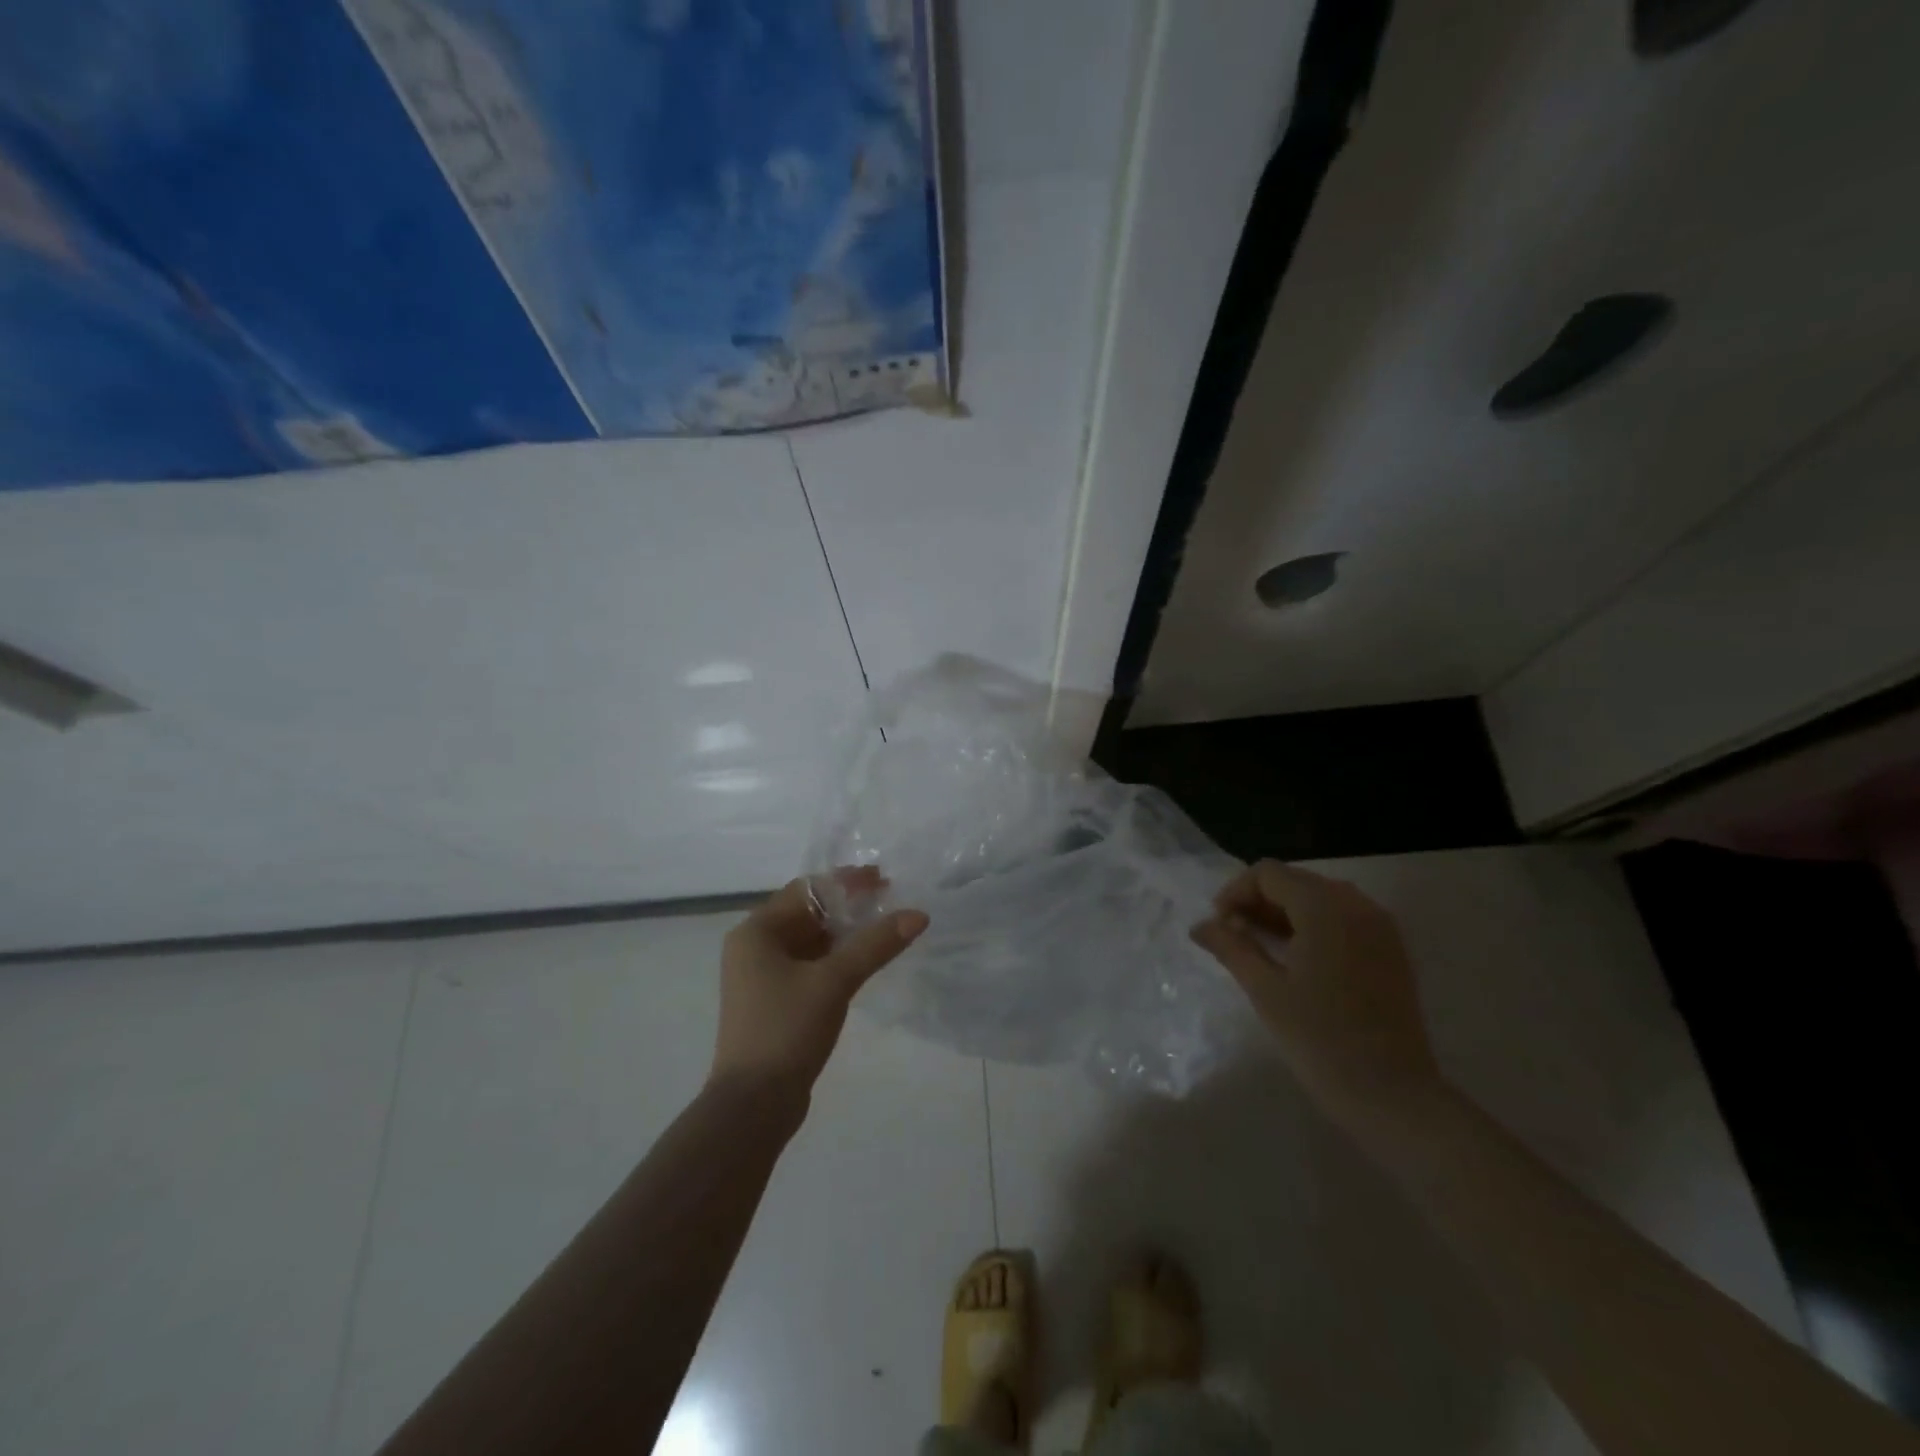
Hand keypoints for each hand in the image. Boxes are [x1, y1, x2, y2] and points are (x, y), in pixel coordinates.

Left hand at [711, 871, 927, 1098]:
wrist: (753, 1106)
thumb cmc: (787, 1029)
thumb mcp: (835, 981)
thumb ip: (875, 944)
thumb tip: (918, 915)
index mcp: (756, 931)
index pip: (806, 890)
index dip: (846, 882)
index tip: (884, 881)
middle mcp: (754, 947)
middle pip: (807, 913)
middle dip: (848, 906)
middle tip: (890, 902)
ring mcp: (762, 976)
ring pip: (810, 940)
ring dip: (844, 933)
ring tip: (885, 928)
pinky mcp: (775, 1001)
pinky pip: (809, 965)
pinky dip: (836, 958)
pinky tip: (864, 961)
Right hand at [1191, 861, 1441, 1125]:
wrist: (1393, 1096)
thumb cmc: (1320, 1040)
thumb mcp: (1265, 990)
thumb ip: (1231, 947)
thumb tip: (1200, 925)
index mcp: (1325, 907)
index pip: (1268, 874)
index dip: (1236, 892)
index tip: (1219, 925)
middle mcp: (1357, 905)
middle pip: (1295, 880)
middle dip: (1258, 901)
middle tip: (1233, 936)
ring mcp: (1380, 927)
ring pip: (1320, 897)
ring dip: (1284, 912)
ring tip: (1260, 947)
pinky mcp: (1391, 950)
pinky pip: (1344, 918)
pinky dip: (1314, 925)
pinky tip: (1297, 958)